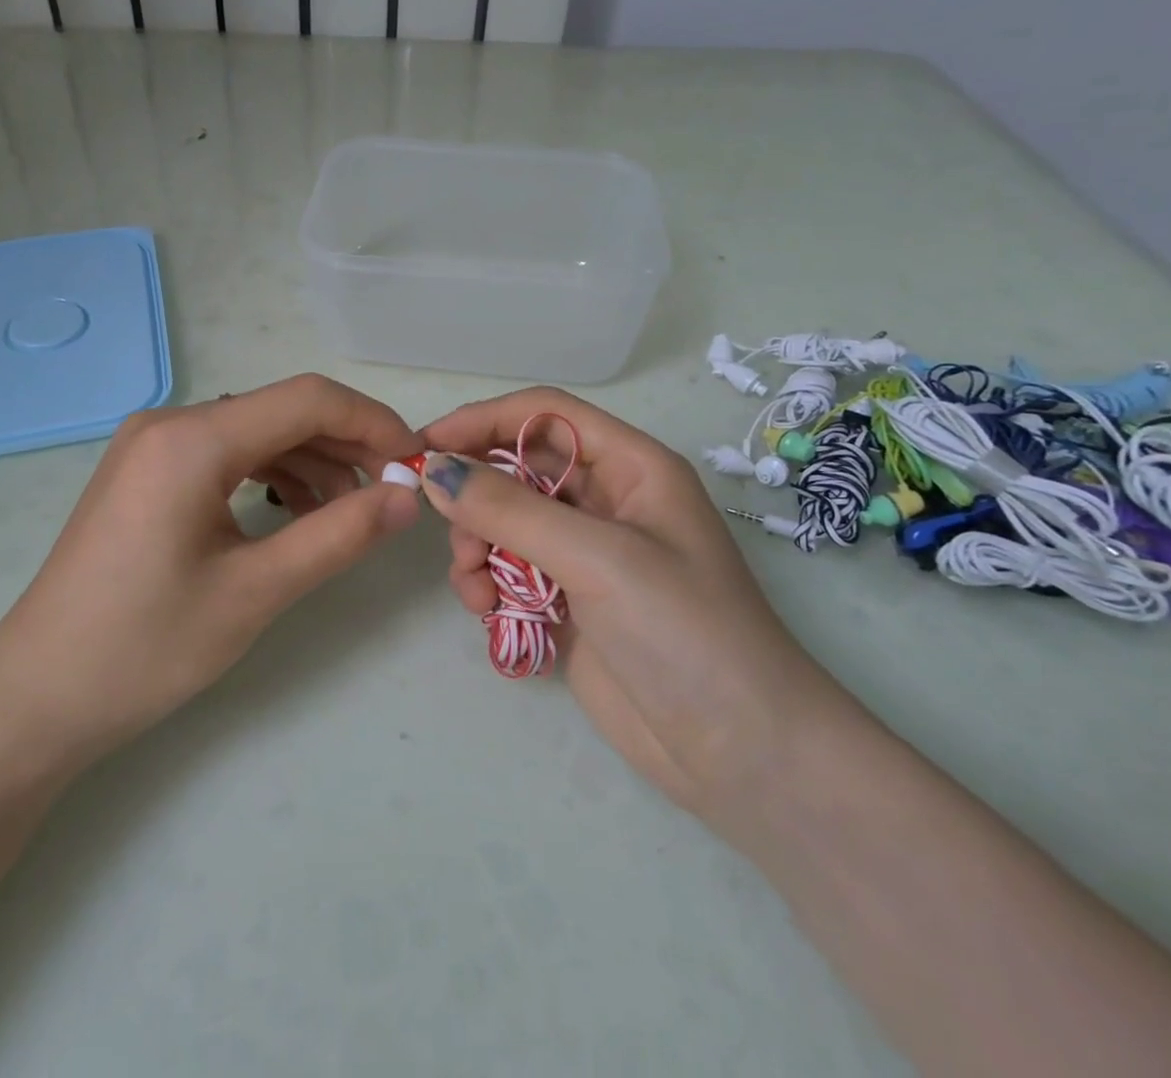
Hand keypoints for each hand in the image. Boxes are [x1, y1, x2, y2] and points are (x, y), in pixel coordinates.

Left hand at [0, 374, 424, 767]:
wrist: (37, 696)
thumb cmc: (145, 648)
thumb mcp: (255, 592)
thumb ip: (338, 535)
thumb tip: (408, 498)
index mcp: (192, 438)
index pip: (306, 399)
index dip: (372, 422)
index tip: (416, 462)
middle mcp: (170, 422)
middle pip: (281, 411)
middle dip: (345, 445)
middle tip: (392, 492)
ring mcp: (152, 445)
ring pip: (255, 432)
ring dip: (310, 462)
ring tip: (348, 514)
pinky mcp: (146, 471)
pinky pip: (225, 454)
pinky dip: (270, 475)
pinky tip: (295, 514)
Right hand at [420, 388, 848, 816]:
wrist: (744, 755)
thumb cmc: (686, 632)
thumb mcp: (598, 558)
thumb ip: (510, 510)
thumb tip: (434, 470)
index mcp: (631, 467)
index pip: (544, 414)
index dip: (483, 420)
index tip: (426, 443)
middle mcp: (605, 501)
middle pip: (517, 468)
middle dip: (476, 493)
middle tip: (450, 530)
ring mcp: (585, 554)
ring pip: (505, 521)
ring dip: (476, 544)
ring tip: (474, 584)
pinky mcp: (568, 601)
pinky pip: (508, 569)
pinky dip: (486, 582)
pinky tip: (485, 611)